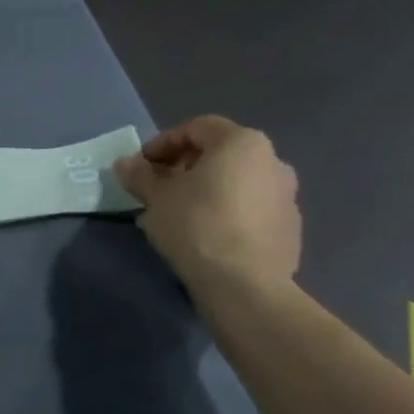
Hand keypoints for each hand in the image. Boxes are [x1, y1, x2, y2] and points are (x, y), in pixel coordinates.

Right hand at [113, 117, 300, 288]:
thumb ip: (139, 175)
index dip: (162, 143)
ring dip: (205, 191)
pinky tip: (204, 235)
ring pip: (236, 183)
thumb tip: (124, 164)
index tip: (141, 166)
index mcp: (243, 144)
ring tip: (177, 214)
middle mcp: (273, 162)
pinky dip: (226, 212)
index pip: (196, 128)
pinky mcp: (289, 229)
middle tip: (157, 189)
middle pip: (219, 155)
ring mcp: (287, 197)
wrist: (245, 285)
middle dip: (184, 168)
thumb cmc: (197, 225)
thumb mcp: (156, 197)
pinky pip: (250, 210)